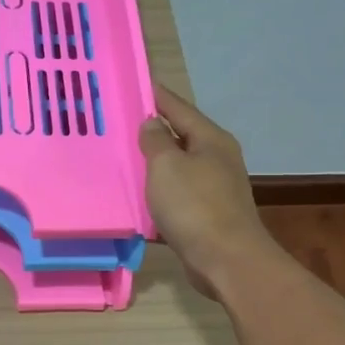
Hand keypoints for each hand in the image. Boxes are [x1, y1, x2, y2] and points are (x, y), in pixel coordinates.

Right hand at [138, 84, 271, 298]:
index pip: (178, 107)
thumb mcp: (167, 165)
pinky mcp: (206, 215)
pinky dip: (157, 193)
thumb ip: (156, 140)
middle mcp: (216, 159)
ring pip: (176, 168)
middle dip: (151, 130)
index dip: (154, 95)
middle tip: (117, 122)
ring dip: (152, 164)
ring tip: (120, 158)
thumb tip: (152, 123)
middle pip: (179, 136)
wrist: (227, 261)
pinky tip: (136, 197)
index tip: (132, 83)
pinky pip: (176, 195)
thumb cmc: (195, 206)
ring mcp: (214, 188)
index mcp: (210, 139)